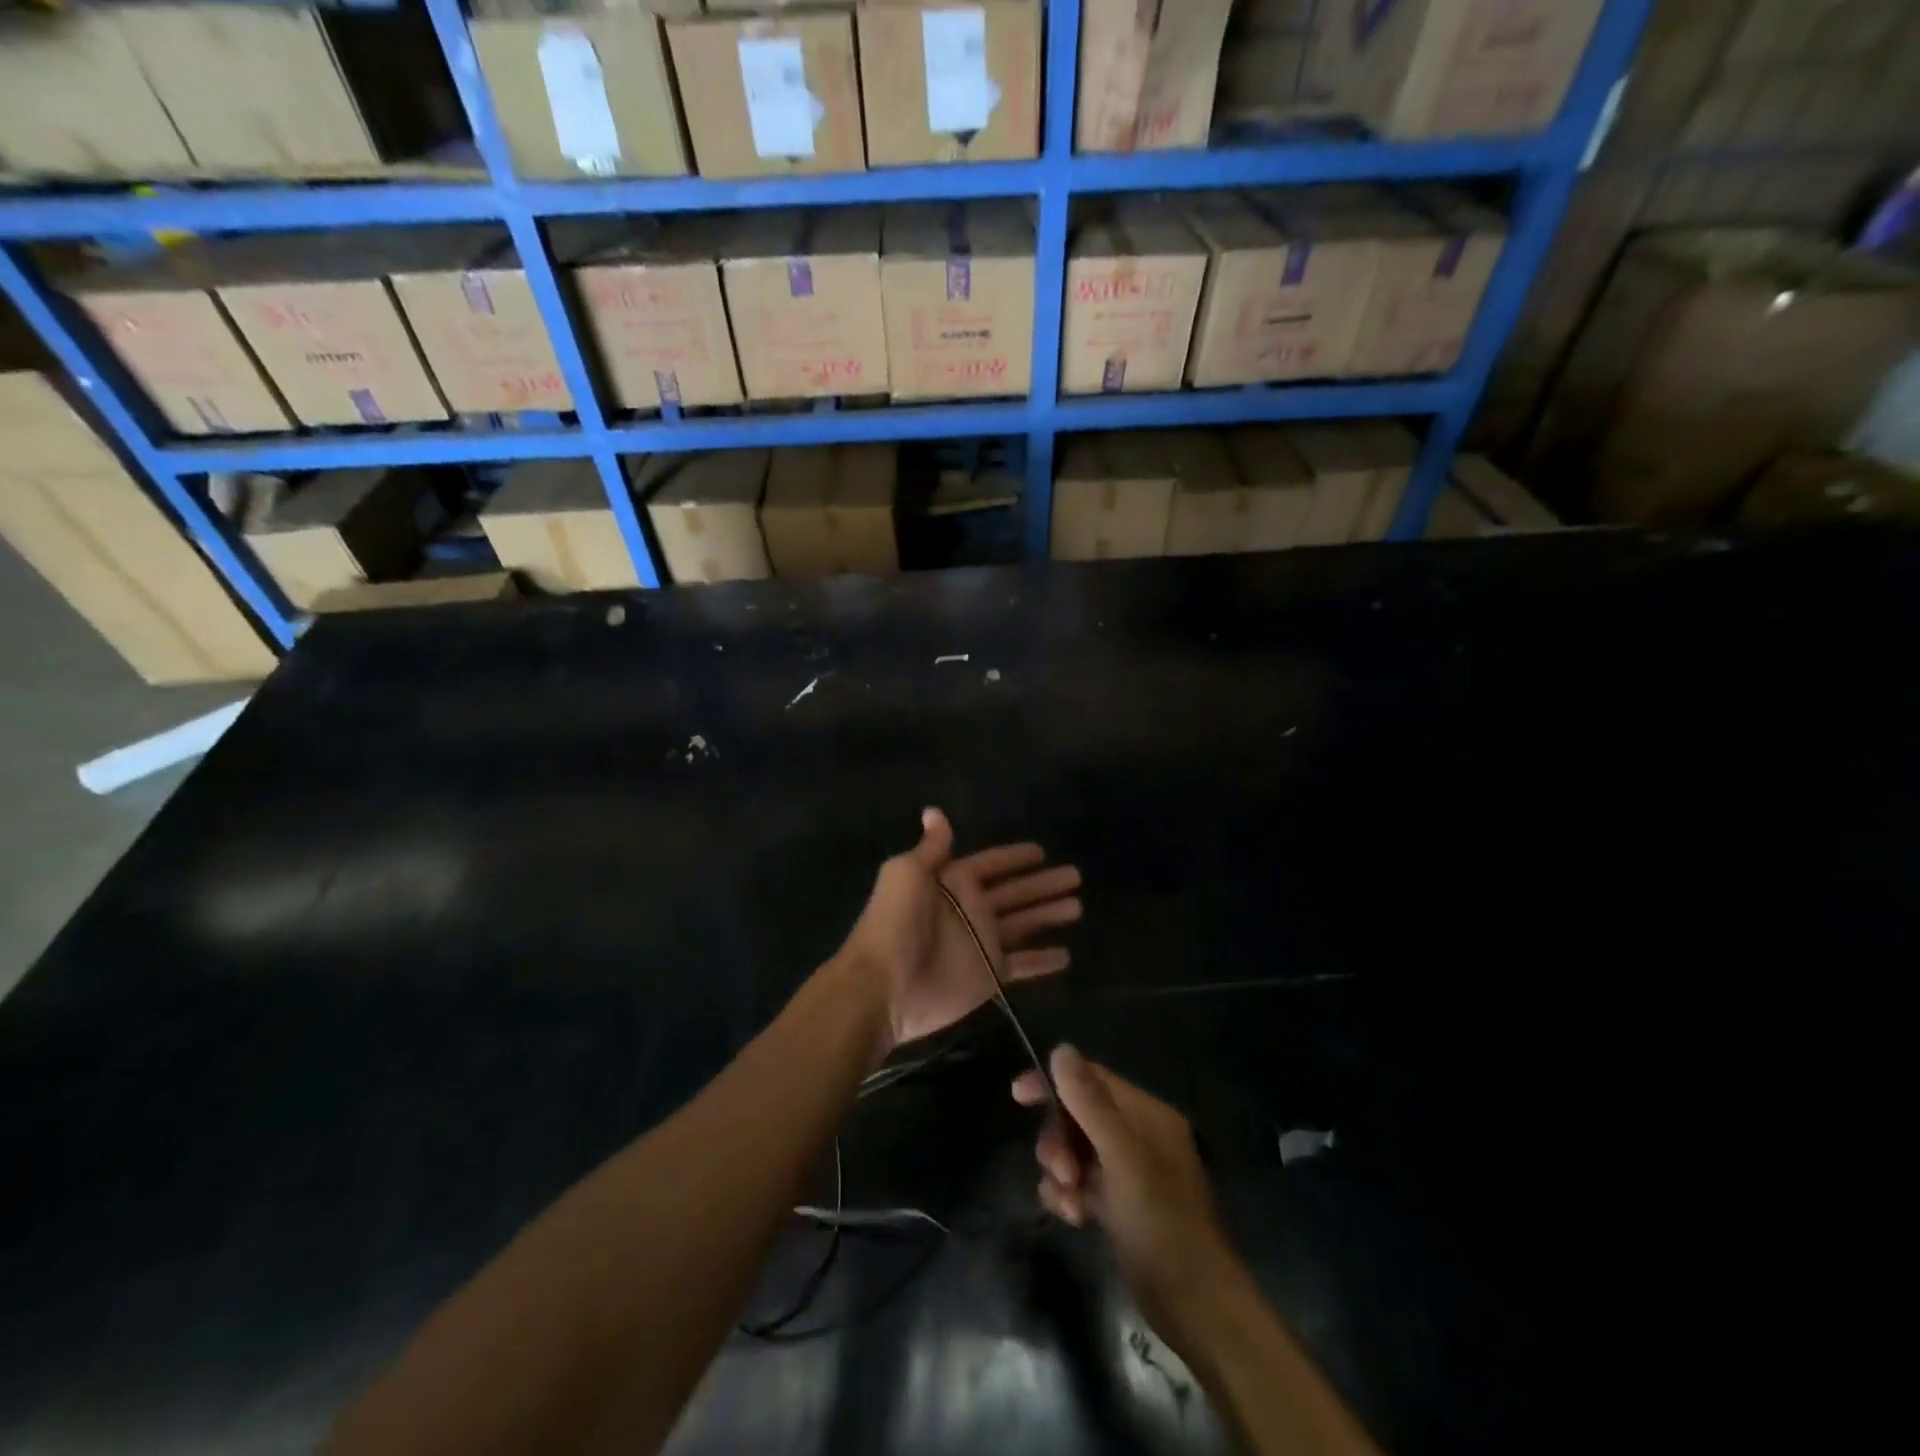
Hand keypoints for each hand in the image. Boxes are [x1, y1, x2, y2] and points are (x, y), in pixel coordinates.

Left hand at [842, 808, 1080, 1052]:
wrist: (884, 983)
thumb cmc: (895, 922)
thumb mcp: (907, 873)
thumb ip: (931, 847)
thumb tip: (934, 811)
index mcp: (953, 881)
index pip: (992, 864)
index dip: (1014, 858)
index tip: (1041, 851)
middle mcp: (970, 909)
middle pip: (1015, 893)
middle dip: (1042, 885)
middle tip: (1075, 876)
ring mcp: (981, 943)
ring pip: (1023, 924)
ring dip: (1048, 915)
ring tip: (1078, 906)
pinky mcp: (988, 975)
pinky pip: (1022, 965)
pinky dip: (1042, 961)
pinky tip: (1067, 956)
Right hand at [1013, 1046, 1237, 1326]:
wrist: (1194, 1305)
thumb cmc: (1160, 1219)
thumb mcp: (1120, 1155)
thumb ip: (1088, 1101)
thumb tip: (1060, 1049)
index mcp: (1146, 1114)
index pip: (1092, 1079)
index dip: (1054, 1083)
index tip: (1018, 1094)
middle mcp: (1138, 1136)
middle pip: (1078, 1116)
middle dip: (1059, 1139)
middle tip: (1059, 1170)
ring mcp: (1128, 1172)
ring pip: (1075, 1151)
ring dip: (1061, 1170)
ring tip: (1067, 1200)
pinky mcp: (1119, 1206)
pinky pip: (1080, 1183)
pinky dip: (1069, 1195)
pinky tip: (1072, 1216)